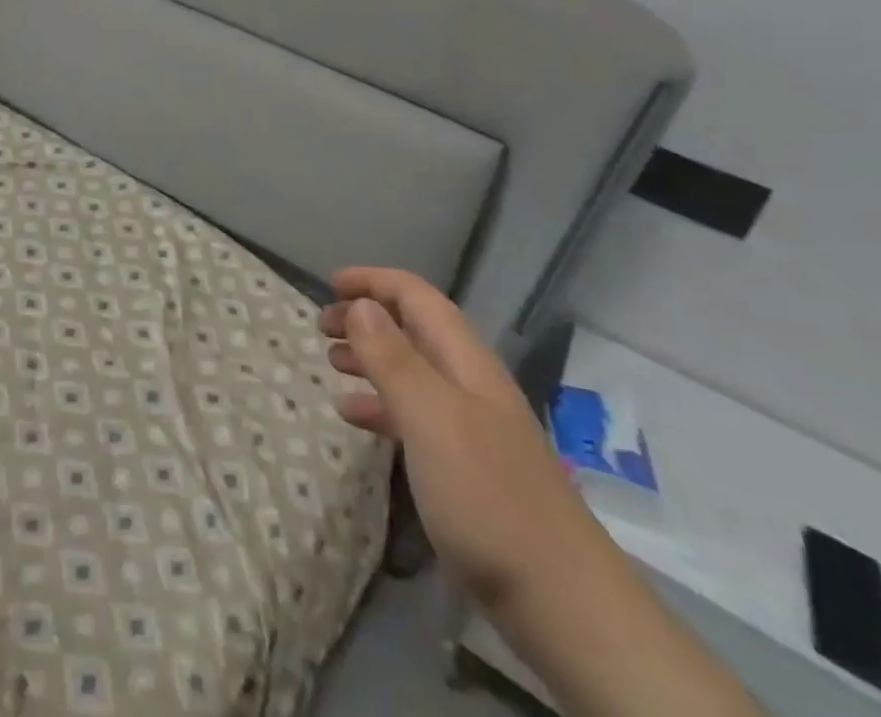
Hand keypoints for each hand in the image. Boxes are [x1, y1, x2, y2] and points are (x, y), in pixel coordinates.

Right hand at [324, 269, 761, 716]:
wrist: (559, 599)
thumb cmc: (487, 494)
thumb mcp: (431, 417)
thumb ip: (393, 358)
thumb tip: (361, 304)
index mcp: (464, 359)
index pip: (416, 296)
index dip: (373, 281)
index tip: (330, 285)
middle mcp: (467, 382)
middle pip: (412, 328)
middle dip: (366, 317)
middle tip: (321, 327)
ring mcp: (469, 425)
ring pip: (410, 370)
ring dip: (370, 358)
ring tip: (331, 362)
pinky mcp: (464, 466)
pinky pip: (413, 416)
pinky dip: (380, 406)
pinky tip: (353, 416)